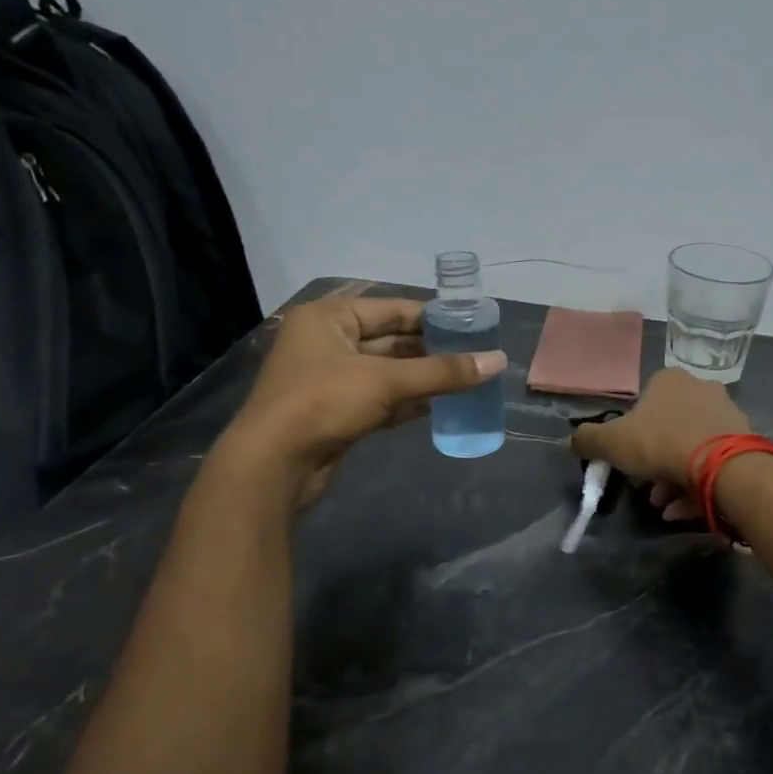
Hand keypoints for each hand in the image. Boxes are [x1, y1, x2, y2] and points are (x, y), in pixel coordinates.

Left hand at [220, 295, 505, 508]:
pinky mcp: (337, 412)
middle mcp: (328, 342)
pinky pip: (381, 399)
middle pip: (392, 340)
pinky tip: (443, 406)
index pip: (392, 309)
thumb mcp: (386, 381)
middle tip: (476, 356)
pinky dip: (409, 402)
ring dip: (425, 378)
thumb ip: (443, 372)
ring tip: (469, 380)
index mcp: (329, 318)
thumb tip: (498, 360)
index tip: (473, 326)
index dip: (434, 317)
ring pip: (388, 372)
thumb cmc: (323, 403)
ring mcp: (331, 379)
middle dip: (433, 350)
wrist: (273, 465)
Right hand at [570, 368, 749, 520]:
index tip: (626, 462)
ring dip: (673, 479)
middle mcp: (701, 389)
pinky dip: (695, 487)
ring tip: (663, 506)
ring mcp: (726, 415)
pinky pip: (713, 465)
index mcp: (669, 381)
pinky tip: (681, 511)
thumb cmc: (661, 444)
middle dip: (653, 463)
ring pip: (691, 449)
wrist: (722, 466)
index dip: (630, 435)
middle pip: (668, 430)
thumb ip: (588, 440)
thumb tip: (573, 441)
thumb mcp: (611, 442)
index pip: (643, 403)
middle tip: (645, 488)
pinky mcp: (744, 442)